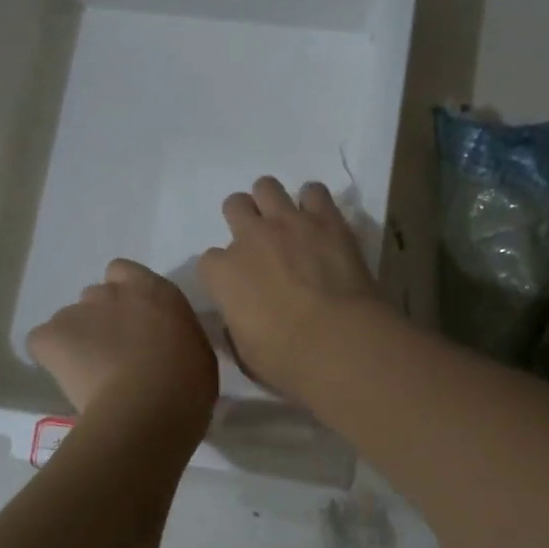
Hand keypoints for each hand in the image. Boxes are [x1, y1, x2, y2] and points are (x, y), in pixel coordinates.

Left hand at [26, 259, 218, 436]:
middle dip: (102, 320)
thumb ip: (177, 336)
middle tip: (115, 354)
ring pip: (70, 320)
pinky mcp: (51, 335)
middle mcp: (113, 291)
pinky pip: (43, 342)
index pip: (125, 272)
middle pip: (97, 296)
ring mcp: (78, 311)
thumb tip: (168, 346)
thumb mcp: (198, 351)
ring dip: (78, 340)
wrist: (150, 407)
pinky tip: (68, 379)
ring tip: (91, 375)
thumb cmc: (188, 383)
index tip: (133, 324)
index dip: (125, 296)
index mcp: (154, 290)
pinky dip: (51, 356)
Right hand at [196, 176, 386, 402]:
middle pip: (234, 206)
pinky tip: (320, 220)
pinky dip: (314, 203)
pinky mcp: (326, 220)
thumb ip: (236, 325)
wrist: (339, 343)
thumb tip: (241, 315)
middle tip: (261, 244)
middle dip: (243, 221)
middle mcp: (250, 238)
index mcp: (223, 273)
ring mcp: (289, 223)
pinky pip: (314, 191)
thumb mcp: (245, 352)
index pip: (209, 260)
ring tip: (288, 224)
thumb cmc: (286, 360)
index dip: (224, 272)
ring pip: (267, 187)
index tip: (238, 285)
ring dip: (273, 202)